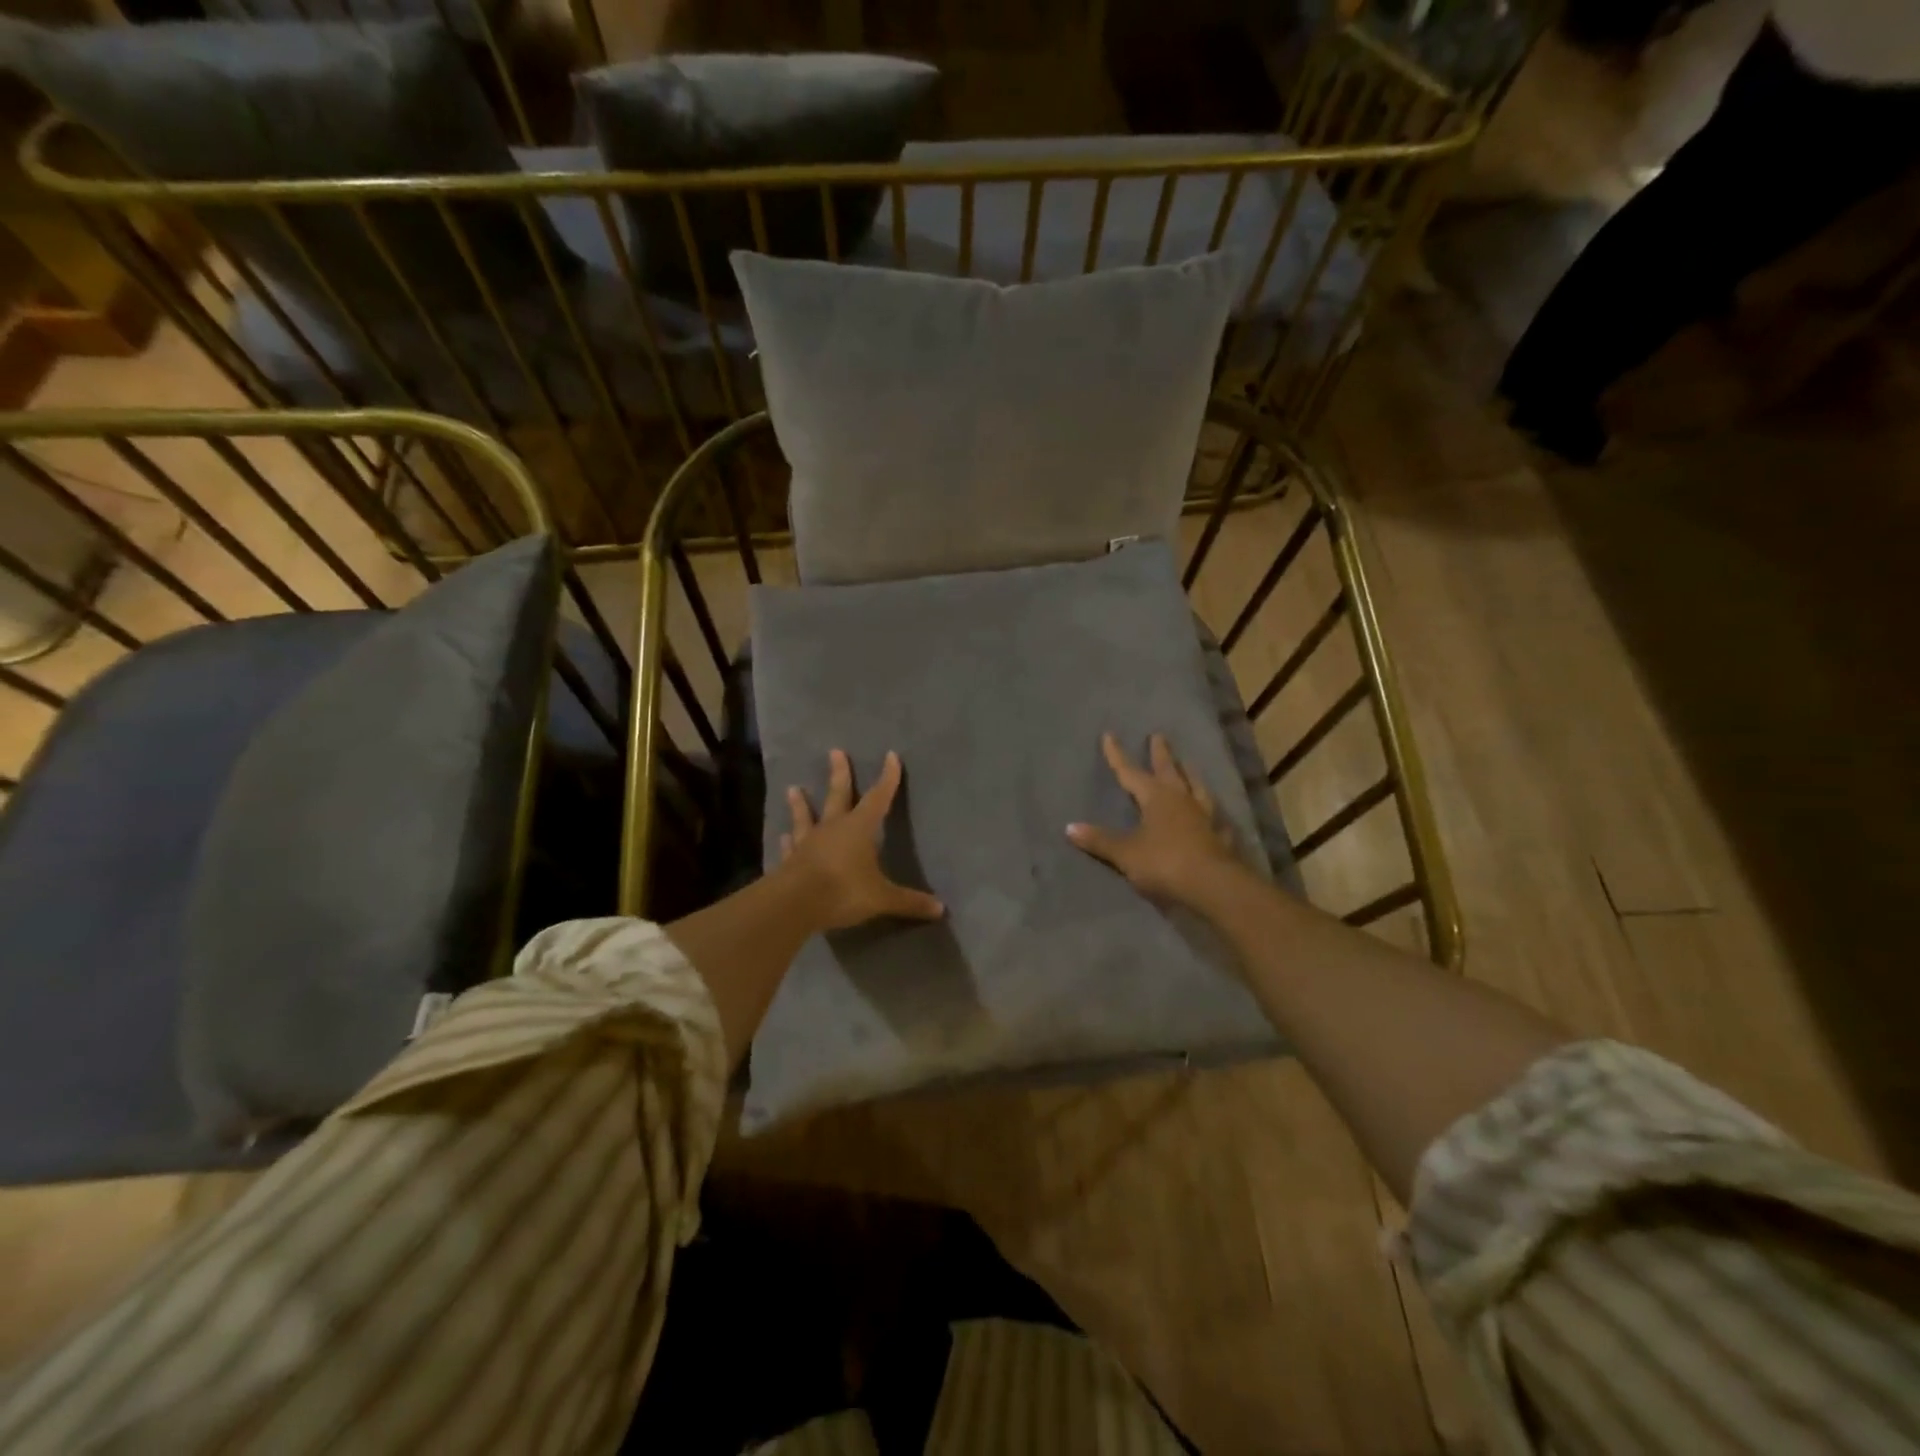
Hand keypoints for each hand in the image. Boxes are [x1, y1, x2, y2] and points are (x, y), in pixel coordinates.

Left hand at [779, 749, 944, 931]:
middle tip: (835, 752)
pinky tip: (782, 835)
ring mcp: (808, 843)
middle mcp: (833, 828)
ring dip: (801, 804)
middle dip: (840, 775)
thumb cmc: (843, 890)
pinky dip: (788, 840)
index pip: (878, 798)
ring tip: (793, 788)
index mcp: (859, 829)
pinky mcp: (789, 861)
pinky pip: (790, 846)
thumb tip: (941, 909)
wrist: (794, 904)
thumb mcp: (882, 898)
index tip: (890, 756)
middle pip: (838, 796)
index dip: (887, 778)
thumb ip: (909, 901)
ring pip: (806, 817)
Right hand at [1067, 733, 1247, 910]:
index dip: (1117, 756)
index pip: (1130, 772)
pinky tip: (1216, 815)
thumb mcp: (1125, 853)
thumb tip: (1069, 827)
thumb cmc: (1164, 863)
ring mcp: (1204, 817)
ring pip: (1196, 788)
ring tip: (1188, 764)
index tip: (1109, 735)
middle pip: (1169, 771)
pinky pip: (1215, 817)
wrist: (1213, 886)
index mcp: (1156, 798)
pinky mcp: (1220, 837)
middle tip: (1158, 736)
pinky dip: (1211, 812)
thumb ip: (1100, 840)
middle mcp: (1181, 800)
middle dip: (1160, 754)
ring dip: (1190, 775)